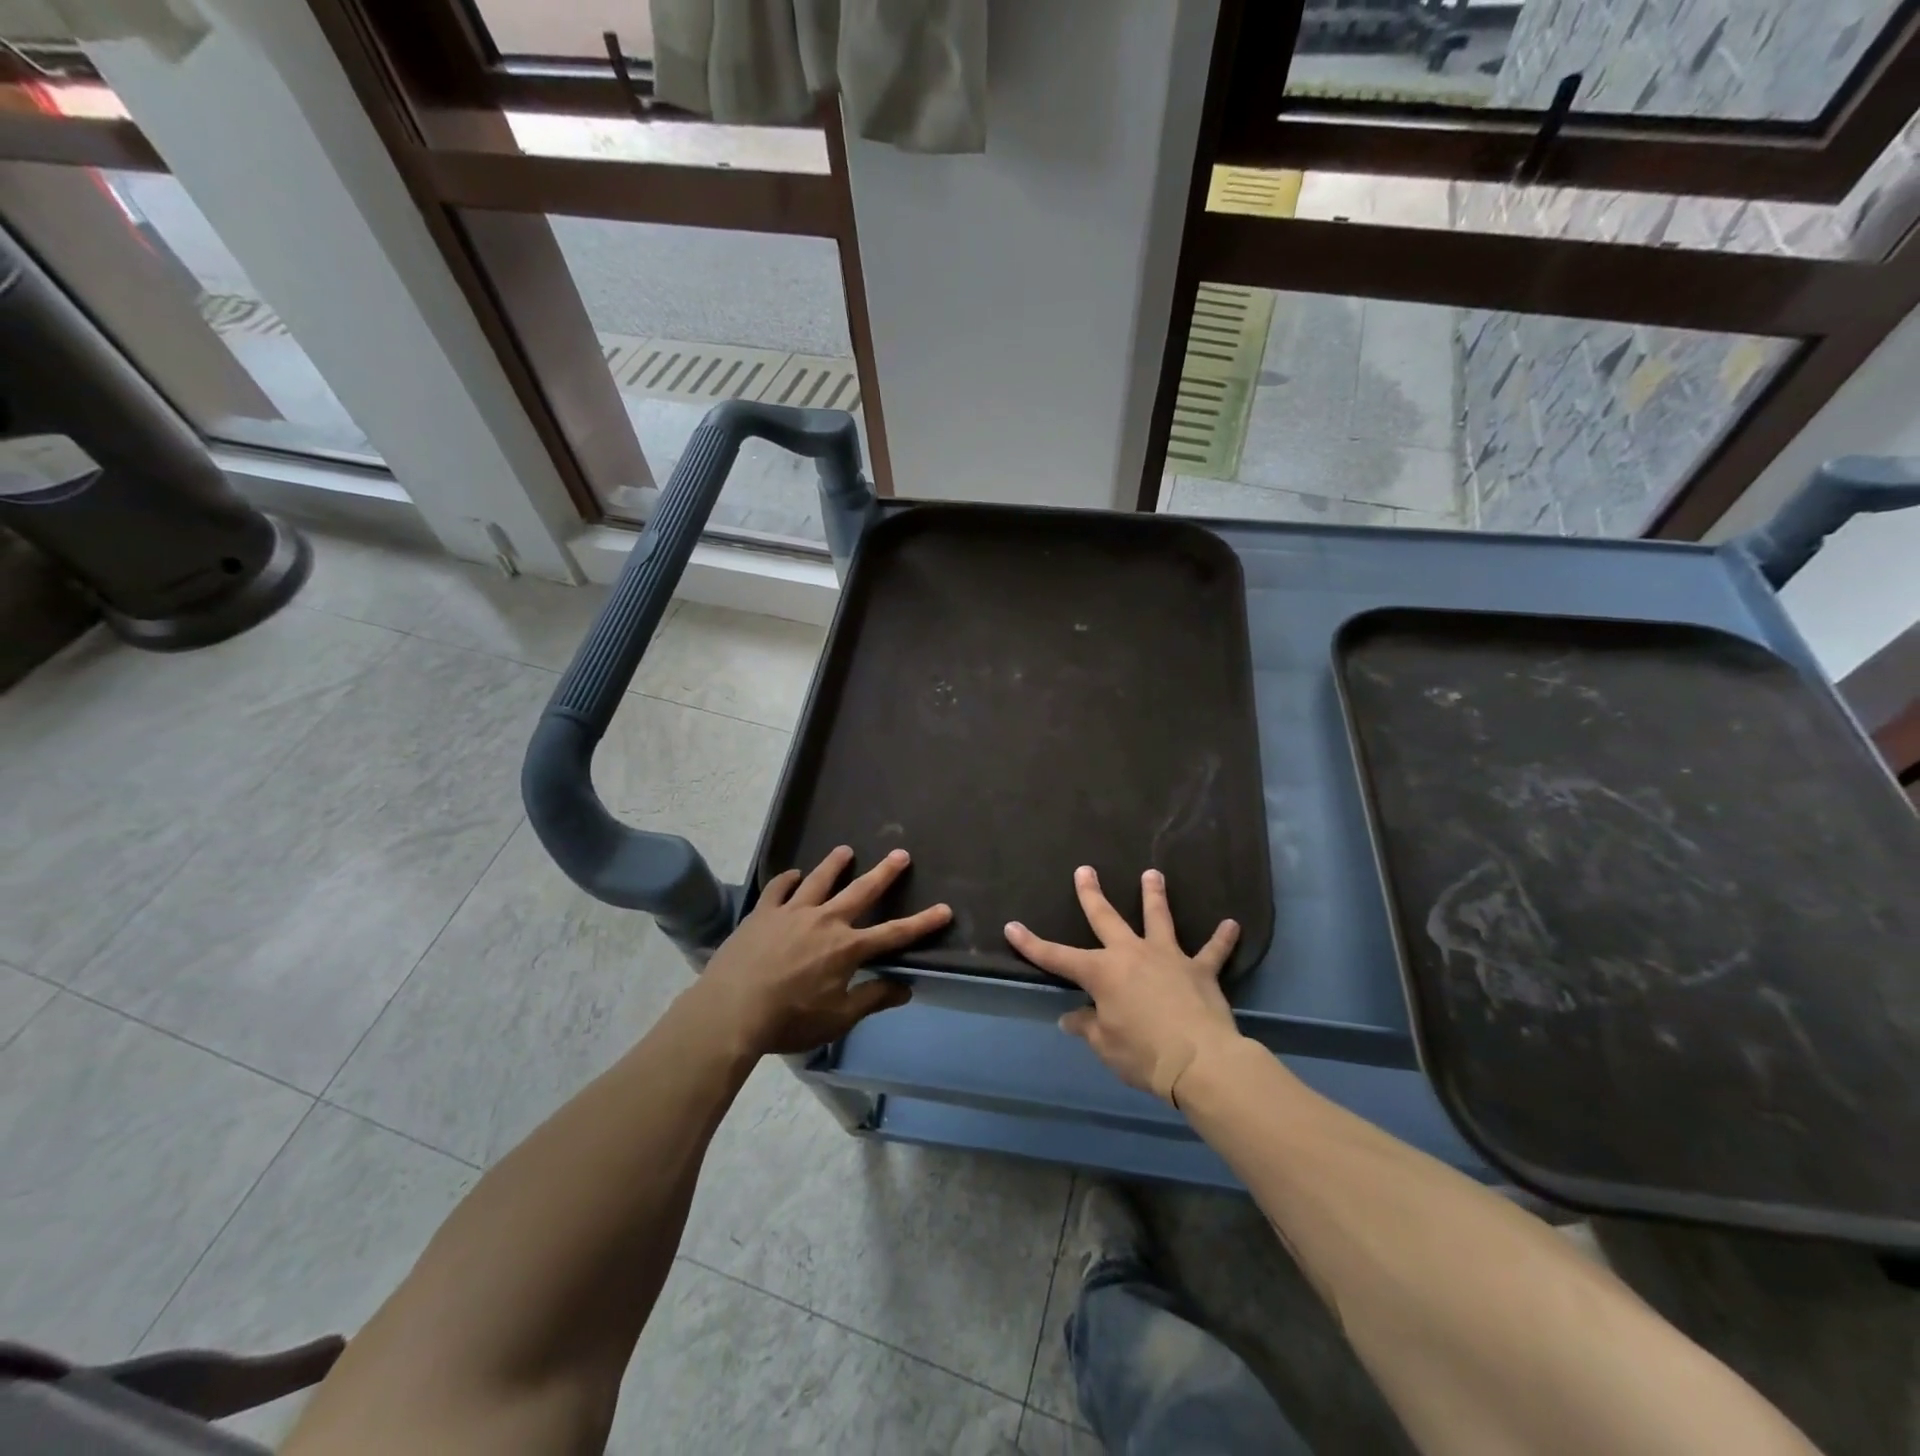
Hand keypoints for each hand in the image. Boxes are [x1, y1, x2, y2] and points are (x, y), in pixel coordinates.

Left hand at [692, 846, 950, 1056]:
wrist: (731, 1010)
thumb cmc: (789, 1020)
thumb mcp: (837, 1018)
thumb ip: (872, 999)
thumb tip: (905, 988)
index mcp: (847, 948)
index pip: (894, 933)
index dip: (922, 923)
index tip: (945, 909)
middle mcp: (825, 921)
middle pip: (861, 891)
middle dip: (884, 873)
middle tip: (900, 853)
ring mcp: (792, 912)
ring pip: (819, 880)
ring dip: (835, 864)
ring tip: (845, 851)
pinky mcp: (763, 913)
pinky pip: (779, 889)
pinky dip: (788, 879)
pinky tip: (792, 875)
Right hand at [1005, 866, 1240, 1104]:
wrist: (1201, 1062)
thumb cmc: (1143, 1054)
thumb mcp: (1105, 1045)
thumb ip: (1087, 1026)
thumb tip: (1071, 1018)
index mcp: (1102, 972)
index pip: (1057, 957)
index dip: (1032, 944)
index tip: (1012, 927)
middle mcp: (1132, 954)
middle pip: (1106, 918)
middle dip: (1092, 894)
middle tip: (1085, 870)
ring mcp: (1168, 958)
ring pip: (1159, 919)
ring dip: (1154, 896)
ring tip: (1153, 874)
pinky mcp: (1201, 971)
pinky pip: (1213, 951)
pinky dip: (1222, 939)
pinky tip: (1233, 924)